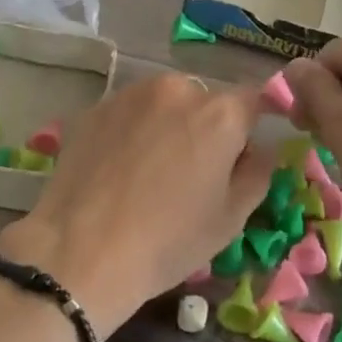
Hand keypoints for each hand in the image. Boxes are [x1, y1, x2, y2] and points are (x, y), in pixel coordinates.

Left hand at [0, 74, 270, 338]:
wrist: (80, 252)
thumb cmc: (168, 240)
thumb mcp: (231, 218)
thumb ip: (258, 172)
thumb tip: (261, 149)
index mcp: (220, 113)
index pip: (253, 100)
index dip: (251, 127)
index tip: (241, 155)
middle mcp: (178, 88)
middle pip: (206, 100)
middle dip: (207, 127)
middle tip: (192, 172)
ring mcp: (132, 93)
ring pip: (165, 102)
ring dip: (168, 124)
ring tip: (150, 170)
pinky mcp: (97, 107)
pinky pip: (130, 112)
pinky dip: (133, 130)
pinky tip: (119, 168)